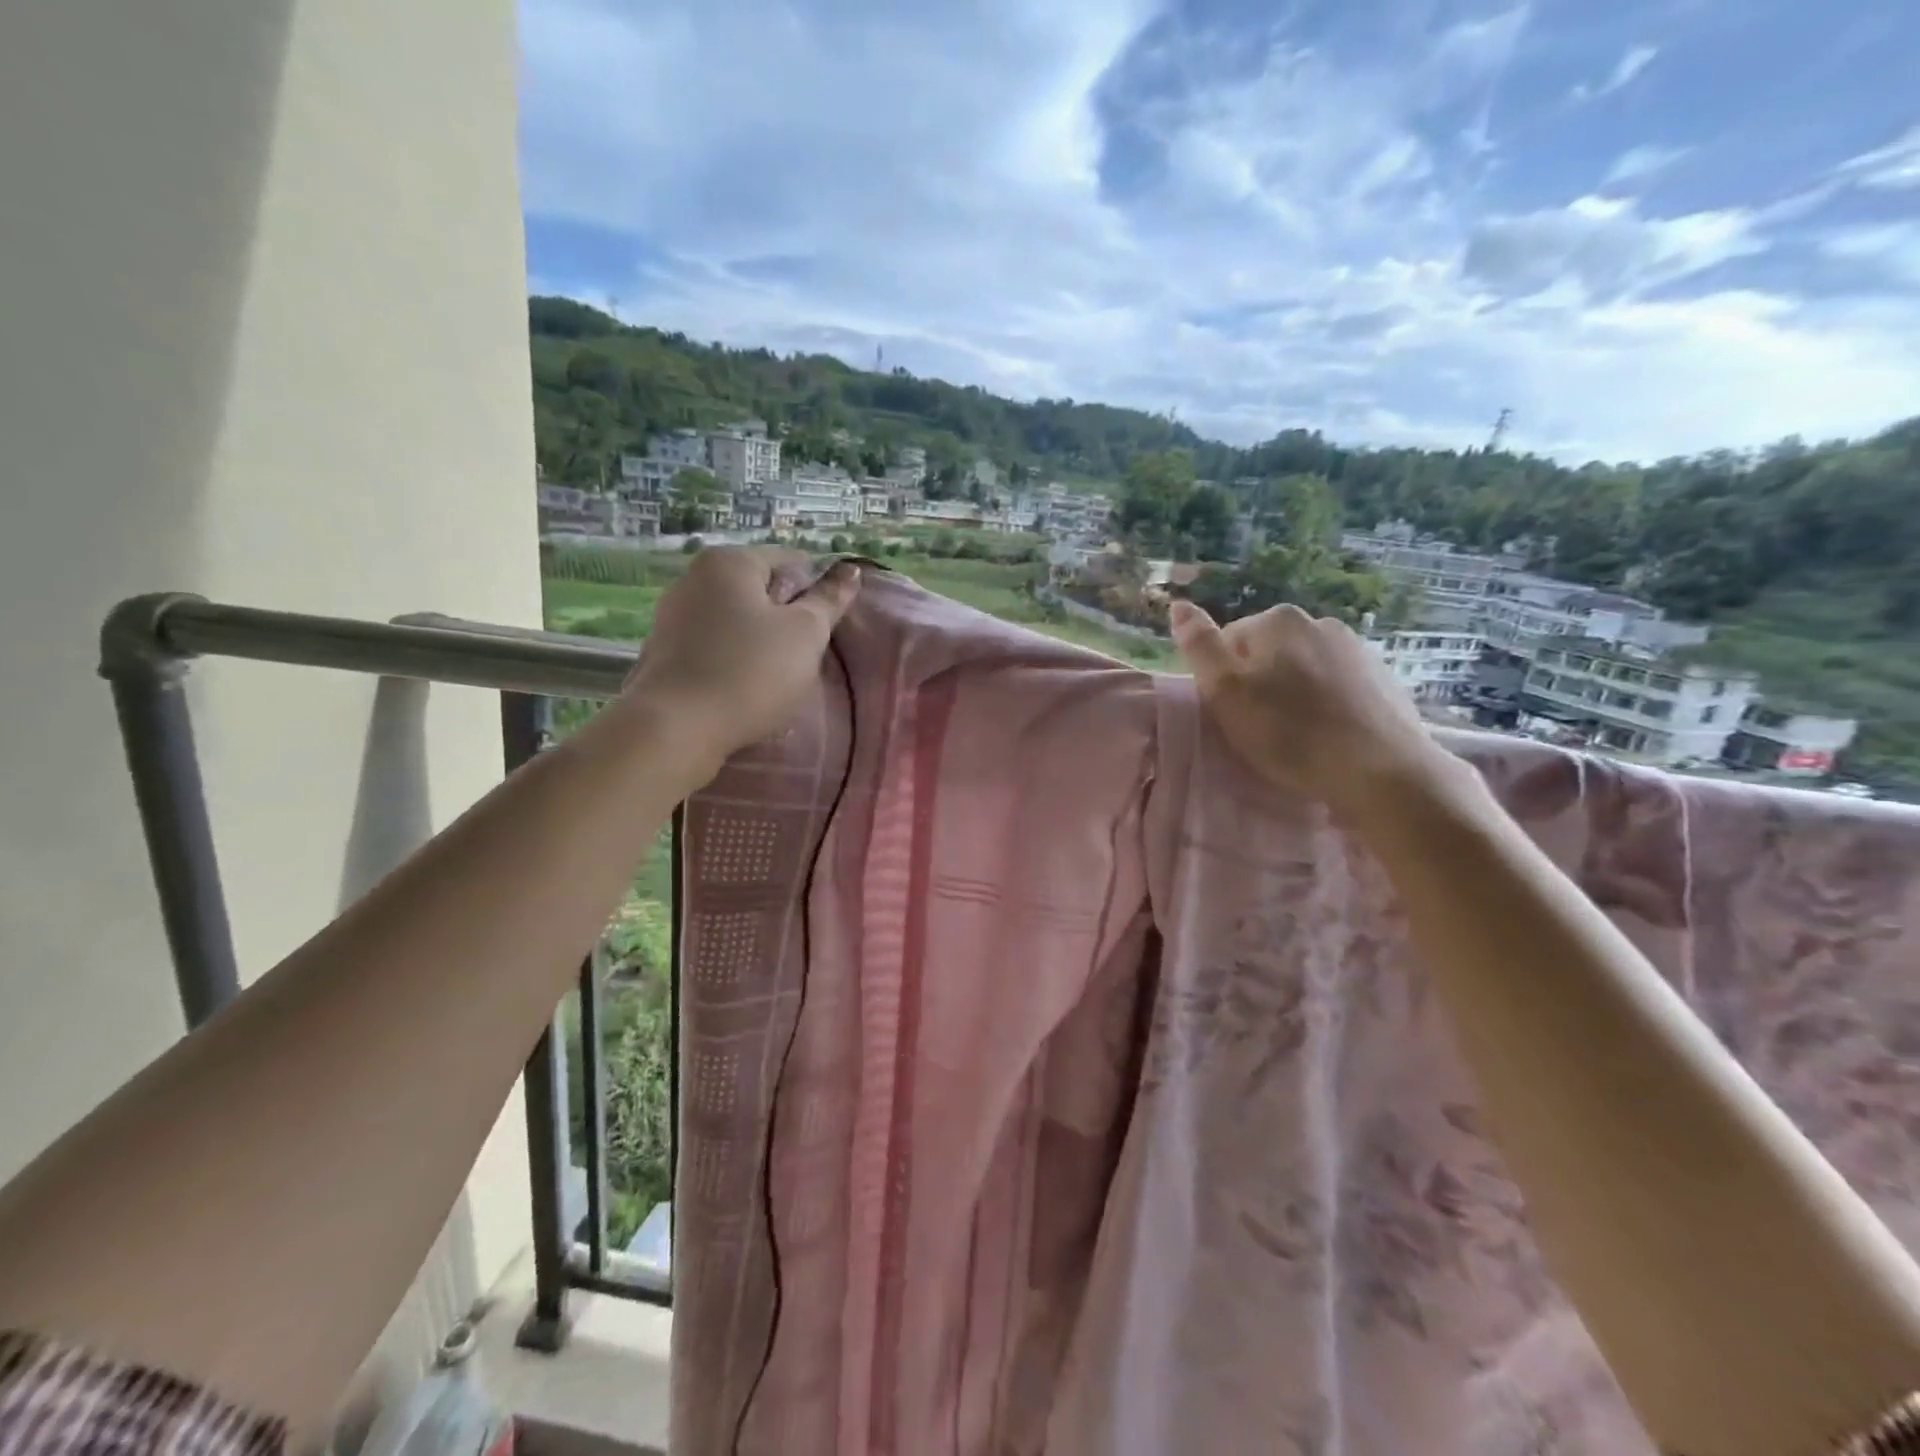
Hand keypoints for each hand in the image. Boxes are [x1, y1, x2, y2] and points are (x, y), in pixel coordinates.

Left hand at [621, 546, 860, 767]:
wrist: (677, 729)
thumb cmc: (751, 672)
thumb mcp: (805, 634)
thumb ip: (829, 600)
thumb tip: (850, 569)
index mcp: (729, 561)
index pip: (792, 561)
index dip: (817, 593)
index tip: (825, 630)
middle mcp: (694, 577)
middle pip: (760, 590)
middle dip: (787, 618)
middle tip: (804, 656)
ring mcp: (673, 615)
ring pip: (736, 620)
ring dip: (761, 642)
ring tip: (776, 677)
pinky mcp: (664, 652)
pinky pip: (713, 646)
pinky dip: (733, 660)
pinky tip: (744, 688)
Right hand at [1169, 599, 1463, 826]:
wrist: (1379, 770)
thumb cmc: (1289, 733)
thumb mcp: (1225, 691)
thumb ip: (1199, 645)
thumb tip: (1177, 604)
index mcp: (1276, 620)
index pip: (1228, 643)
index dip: (1222, 680)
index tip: (1231, 714)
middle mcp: (1318, 622)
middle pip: (1266, 653)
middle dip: (1259, 683)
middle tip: (1260, 728)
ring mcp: (1356, 648)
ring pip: (1302, 669)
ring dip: (1292, 694)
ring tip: (1296, 736)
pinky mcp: (1382, 677)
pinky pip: (1336, 685)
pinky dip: (1325, 704)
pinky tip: (1327, 734)